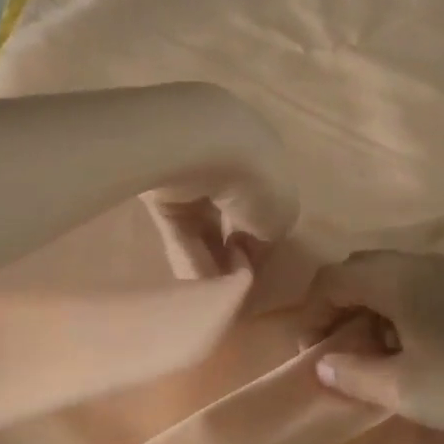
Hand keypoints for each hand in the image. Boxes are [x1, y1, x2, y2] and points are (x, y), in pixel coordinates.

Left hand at [141, 84, 298, 277]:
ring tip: (213, 294)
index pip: (264, 201)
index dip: (263, 236)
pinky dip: (187, 255)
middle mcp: (229, 160)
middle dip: (233, 251)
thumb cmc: (256, 180)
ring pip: (204, 226)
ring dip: (210, 261)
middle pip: (232, 214)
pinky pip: (179, 229)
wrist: (199, 149)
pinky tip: (194, 285)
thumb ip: (270, 234)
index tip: (258, 266)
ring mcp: (192, 174)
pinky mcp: (160, 190)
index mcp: (266, 158)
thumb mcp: (282, 216)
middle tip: (233, 286)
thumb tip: (250, 247)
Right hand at [298, 251, 443, 443]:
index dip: (311, 312)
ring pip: (393, 278)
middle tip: (338, 348)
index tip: (310, 352)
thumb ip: (354, 375)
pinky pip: (421, 287)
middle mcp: (423, 264)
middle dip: (339, 306)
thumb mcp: (406, 389)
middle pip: (361, 270)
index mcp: (399, 278)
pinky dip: (401, 311)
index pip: (334, 278)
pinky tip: (417, 348)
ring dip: (371, 309)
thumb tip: (323, 364)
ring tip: (376, 353)